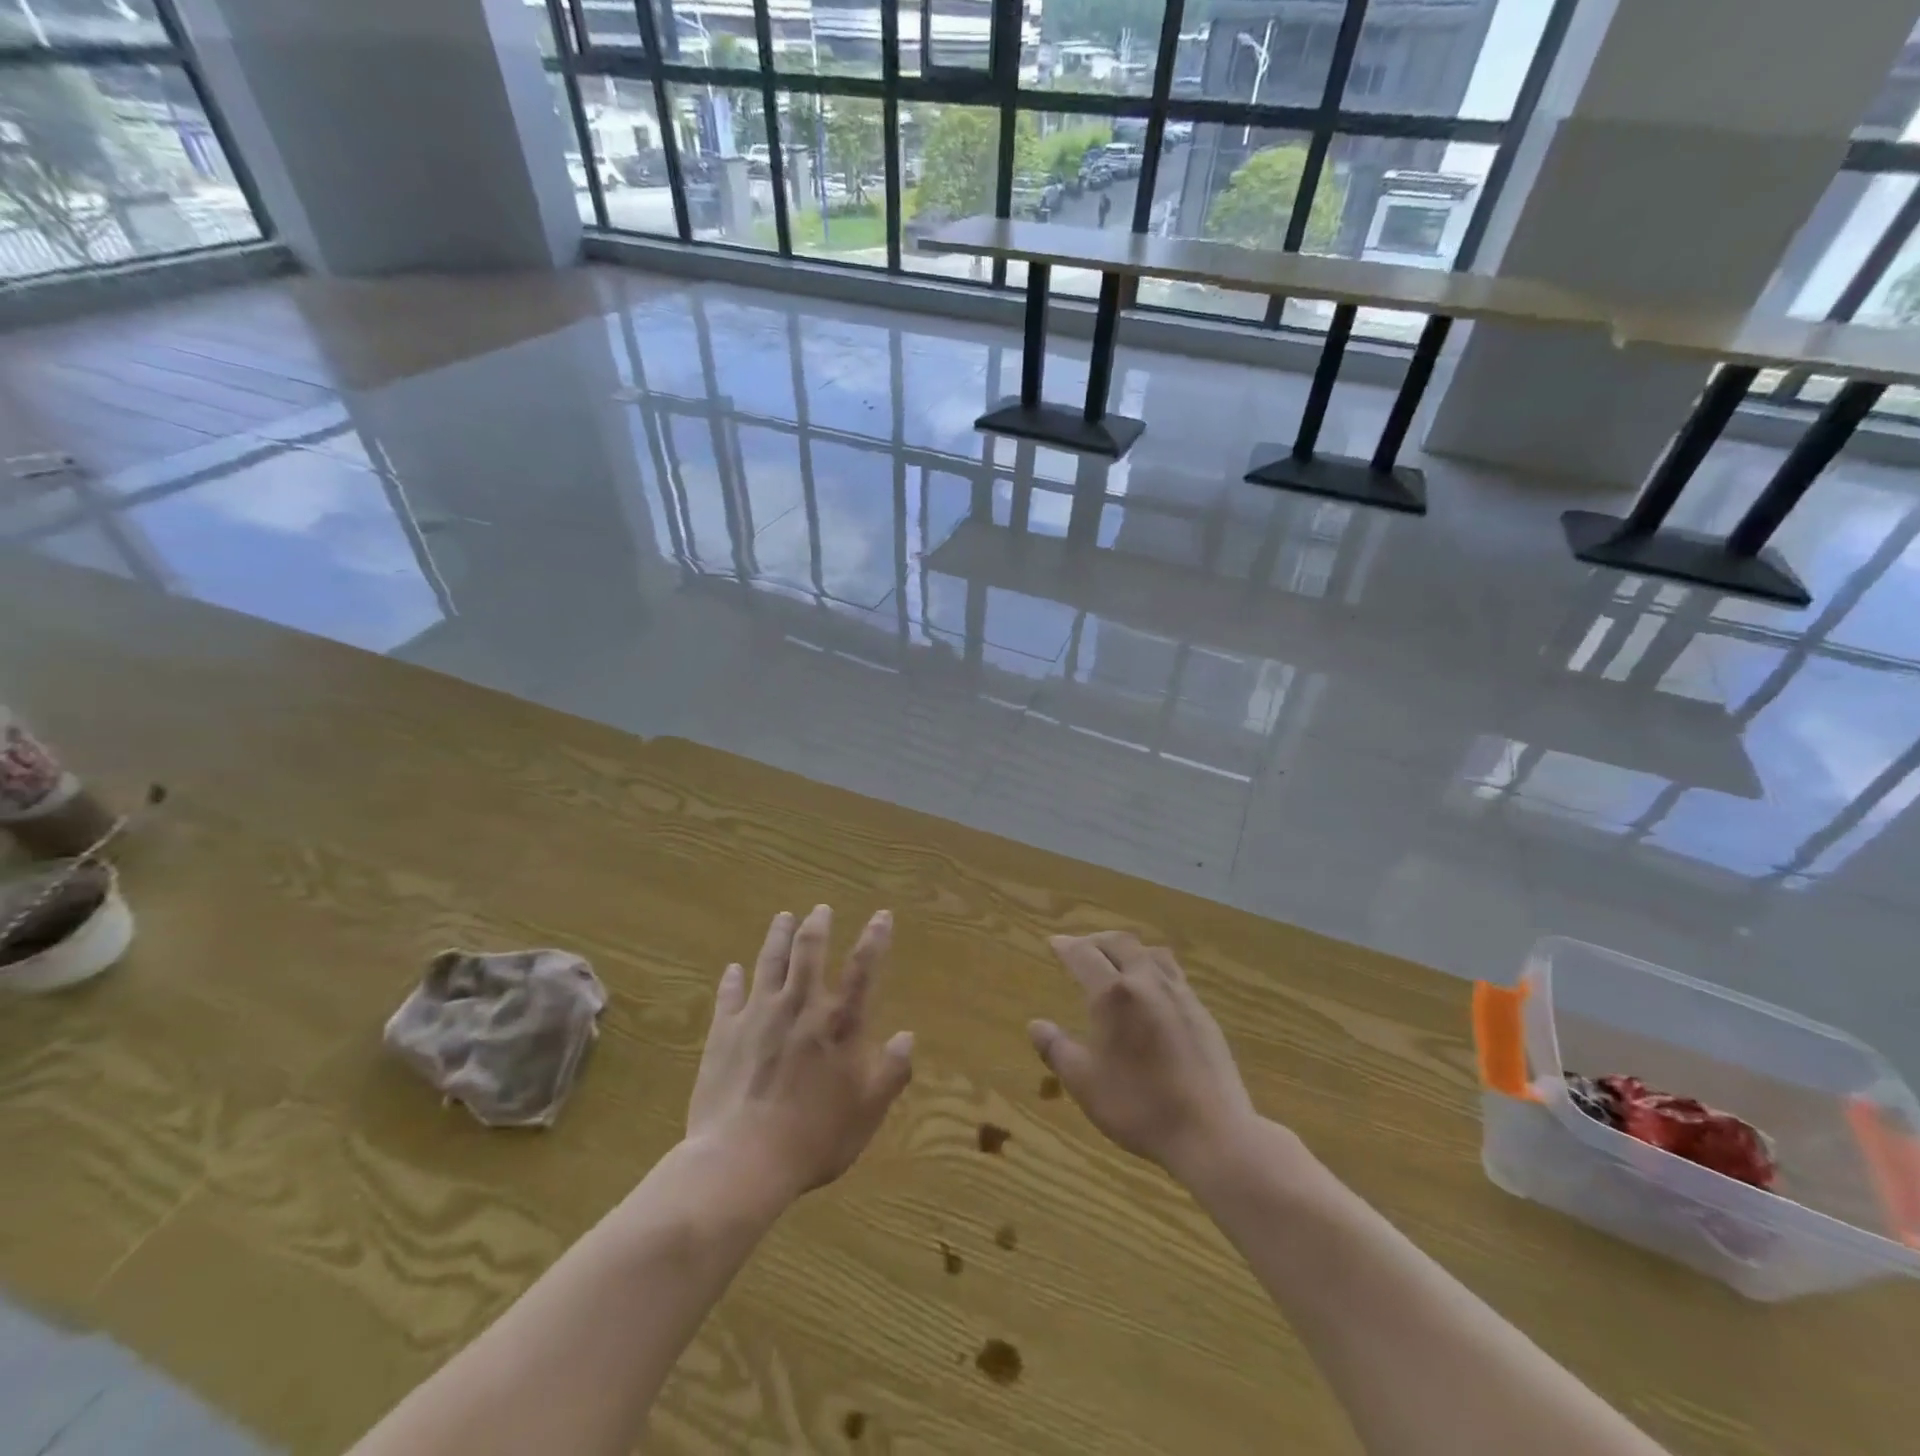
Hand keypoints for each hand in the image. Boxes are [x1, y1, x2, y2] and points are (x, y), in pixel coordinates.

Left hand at [687, 906, 913, 1199]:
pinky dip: (732, 979)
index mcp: (838, 1024)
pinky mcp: (724, 1032)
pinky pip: (729, 996)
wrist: (742, 1160)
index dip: (875, 939)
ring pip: (769, 962)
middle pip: (809, 952)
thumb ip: (891, 1072)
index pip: (862, 970)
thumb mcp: (866, 1112)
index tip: (882, 914)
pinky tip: (733, 969)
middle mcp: (800, 1007)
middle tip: (820, 909)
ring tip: (783, 917)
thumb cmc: (813, 1138)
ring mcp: (758, 1015)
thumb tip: (908, 1036)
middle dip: (817, 926)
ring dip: (777, 937)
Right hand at [1030, 932, 1256, 1180]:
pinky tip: (1150, 991)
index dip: (1065, 945)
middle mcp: (1146, 982)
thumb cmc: (1139, 1106)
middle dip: (1095, 940)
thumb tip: (1035, 1024)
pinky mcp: (1201, 1011)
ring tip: (1116, 961)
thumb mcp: (1084, 1082)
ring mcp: (1179, 994)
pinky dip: (1151, 967)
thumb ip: (1056, 1049)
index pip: (1084, 954)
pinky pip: (1172, 972)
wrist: (1212, 1132)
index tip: (1053, 942)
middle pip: (1119, 943)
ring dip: (1126, 949)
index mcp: (1114, 994)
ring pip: (1150, 953)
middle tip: (1080, 948)